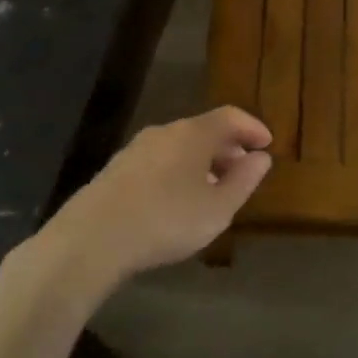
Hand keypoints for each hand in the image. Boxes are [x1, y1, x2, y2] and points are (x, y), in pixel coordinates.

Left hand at [31, 107, 272, 292]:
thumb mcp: (217, 209)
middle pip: (204, 130)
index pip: (230, 117)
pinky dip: (178, 172)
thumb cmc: (165, 220)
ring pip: (179, 147)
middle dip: (228, 148)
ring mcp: (136, 149)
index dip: (252, 127)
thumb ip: (243, 181)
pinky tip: (178, 200)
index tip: (267, 144)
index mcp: (193, 134)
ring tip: (213, 190)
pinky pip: (159, 161)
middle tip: (244, 170)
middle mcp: (165, 132)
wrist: (90, 239)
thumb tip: (260, 158)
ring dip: (202, 162)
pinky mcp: (116, 170)